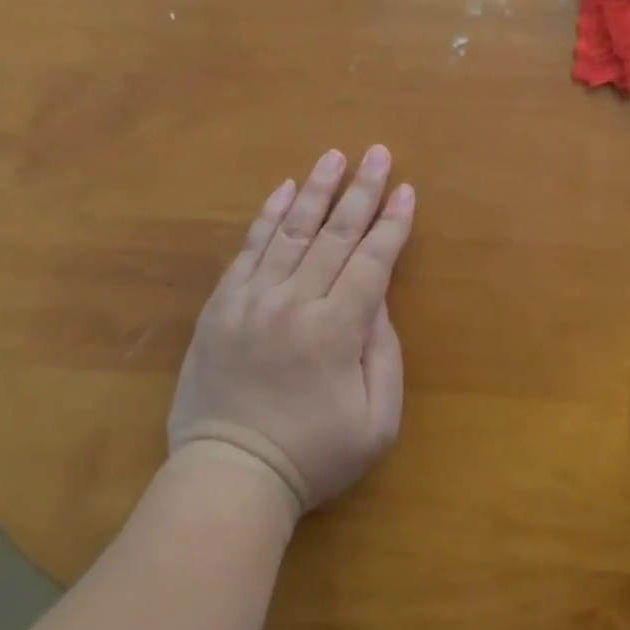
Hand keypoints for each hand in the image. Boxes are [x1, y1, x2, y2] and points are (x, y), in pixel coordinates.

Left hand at [167, 146, 413, 517]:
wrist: (229, 476)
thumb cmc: (313, 455)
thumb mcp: (376, 422)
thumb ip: (384, 353)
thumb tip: (378, 297)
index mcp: (336, 331)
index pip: (372, 261)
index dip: (392, 223)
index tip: (406, 189)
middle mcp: (295, 303)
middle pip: (335, 234)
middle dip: (361, 190)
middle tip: (377, 153)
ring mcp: (253, 299)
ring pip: (292, 231)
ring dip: (316, 190)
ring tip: (334, 156)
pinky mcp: (222, 304)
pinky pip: (249, 248)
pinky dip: (268, 216)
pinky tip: (284, 190)